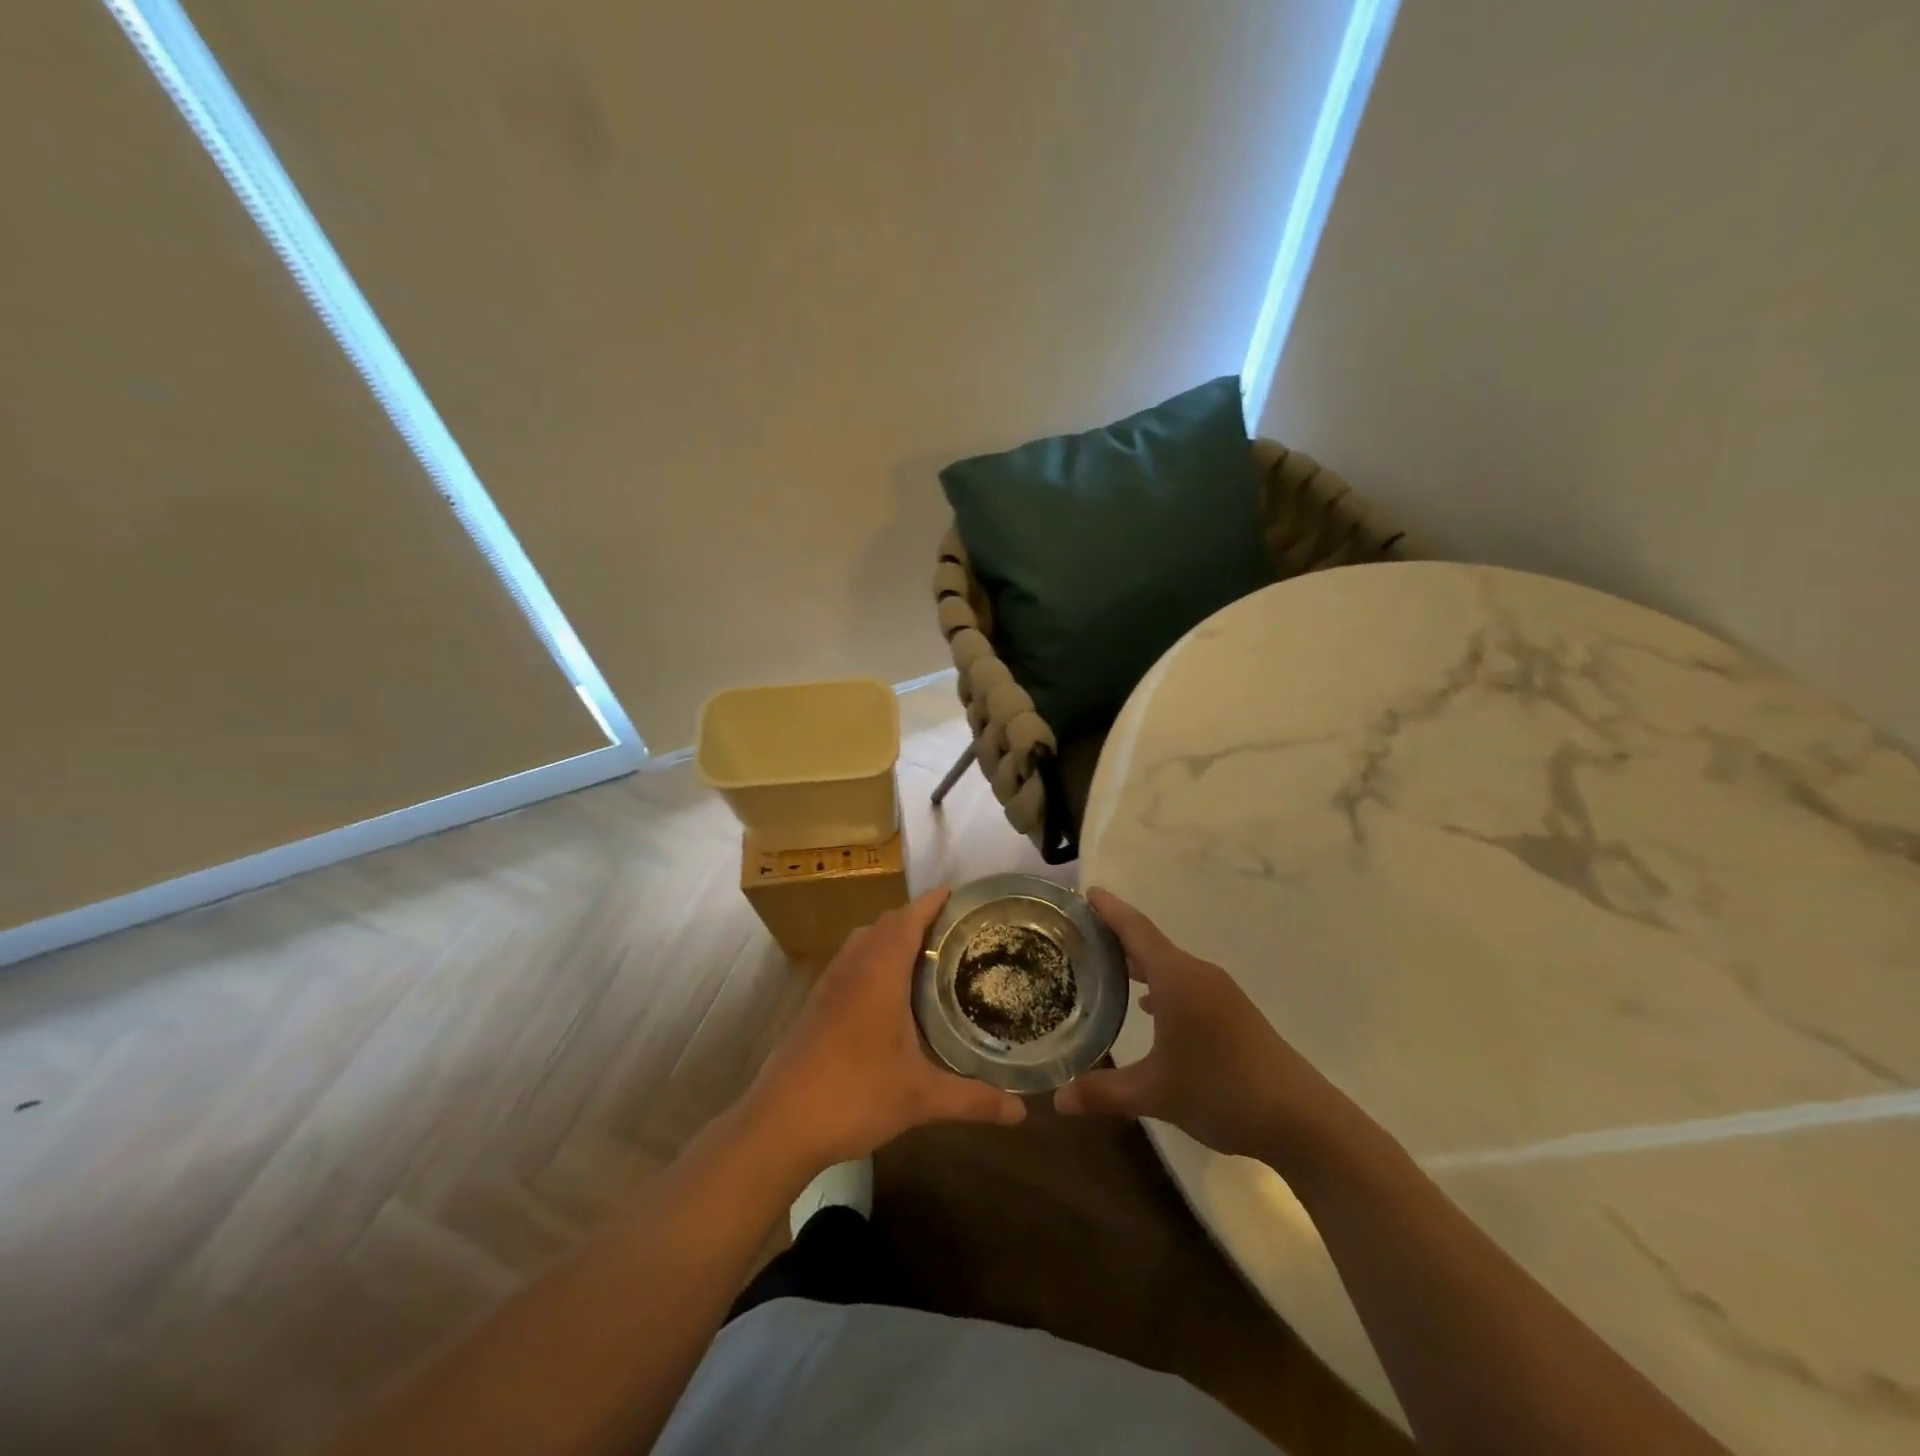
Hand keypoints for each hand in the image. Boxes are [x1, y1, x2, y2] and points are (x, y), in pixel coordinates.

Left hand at [743, 889, 1025, 1174]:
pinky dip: (873, 958)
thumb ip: (972, 1099)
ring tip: (926, 957)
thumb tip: (1022, 1112)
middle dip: (918, 918)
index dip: (934, 902)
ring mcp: (829, 982)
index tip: (960, 895)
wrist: (780, 1122)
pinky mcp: (815, 1002)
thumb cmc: (855, 1094)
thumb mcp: (921, 1097)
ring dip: (891, 937)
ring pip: (864, 940)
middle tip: (955, 932)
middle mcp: (853, 965)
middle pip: (886, 923)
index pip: (909, 917)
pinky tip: (889, 994)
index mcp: (880, 970)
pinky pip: (850, 961)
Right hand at [1054, 890, 1355, 1167]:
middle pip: (1149, 942)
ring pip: (1168, 964)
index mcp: (1176, 978)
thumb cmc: (1221, 1092)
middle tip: (1077, 932)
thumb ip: (1103, 1092)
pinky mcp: (1231, 1012)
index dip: (1109, 909)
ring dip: (1137, 961)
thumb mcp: (1155, 1094)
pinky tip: (1144, 1006)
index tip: (1086, 890)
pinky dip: (1158, 984)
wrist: (1301, 1119)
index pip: (1135, 929)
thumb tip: (1057, 1099)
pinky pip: (1184, 983)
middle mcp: (1197, 974)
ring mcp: (1218, 992)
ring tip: (1102, 964)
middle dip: (1115, 934)